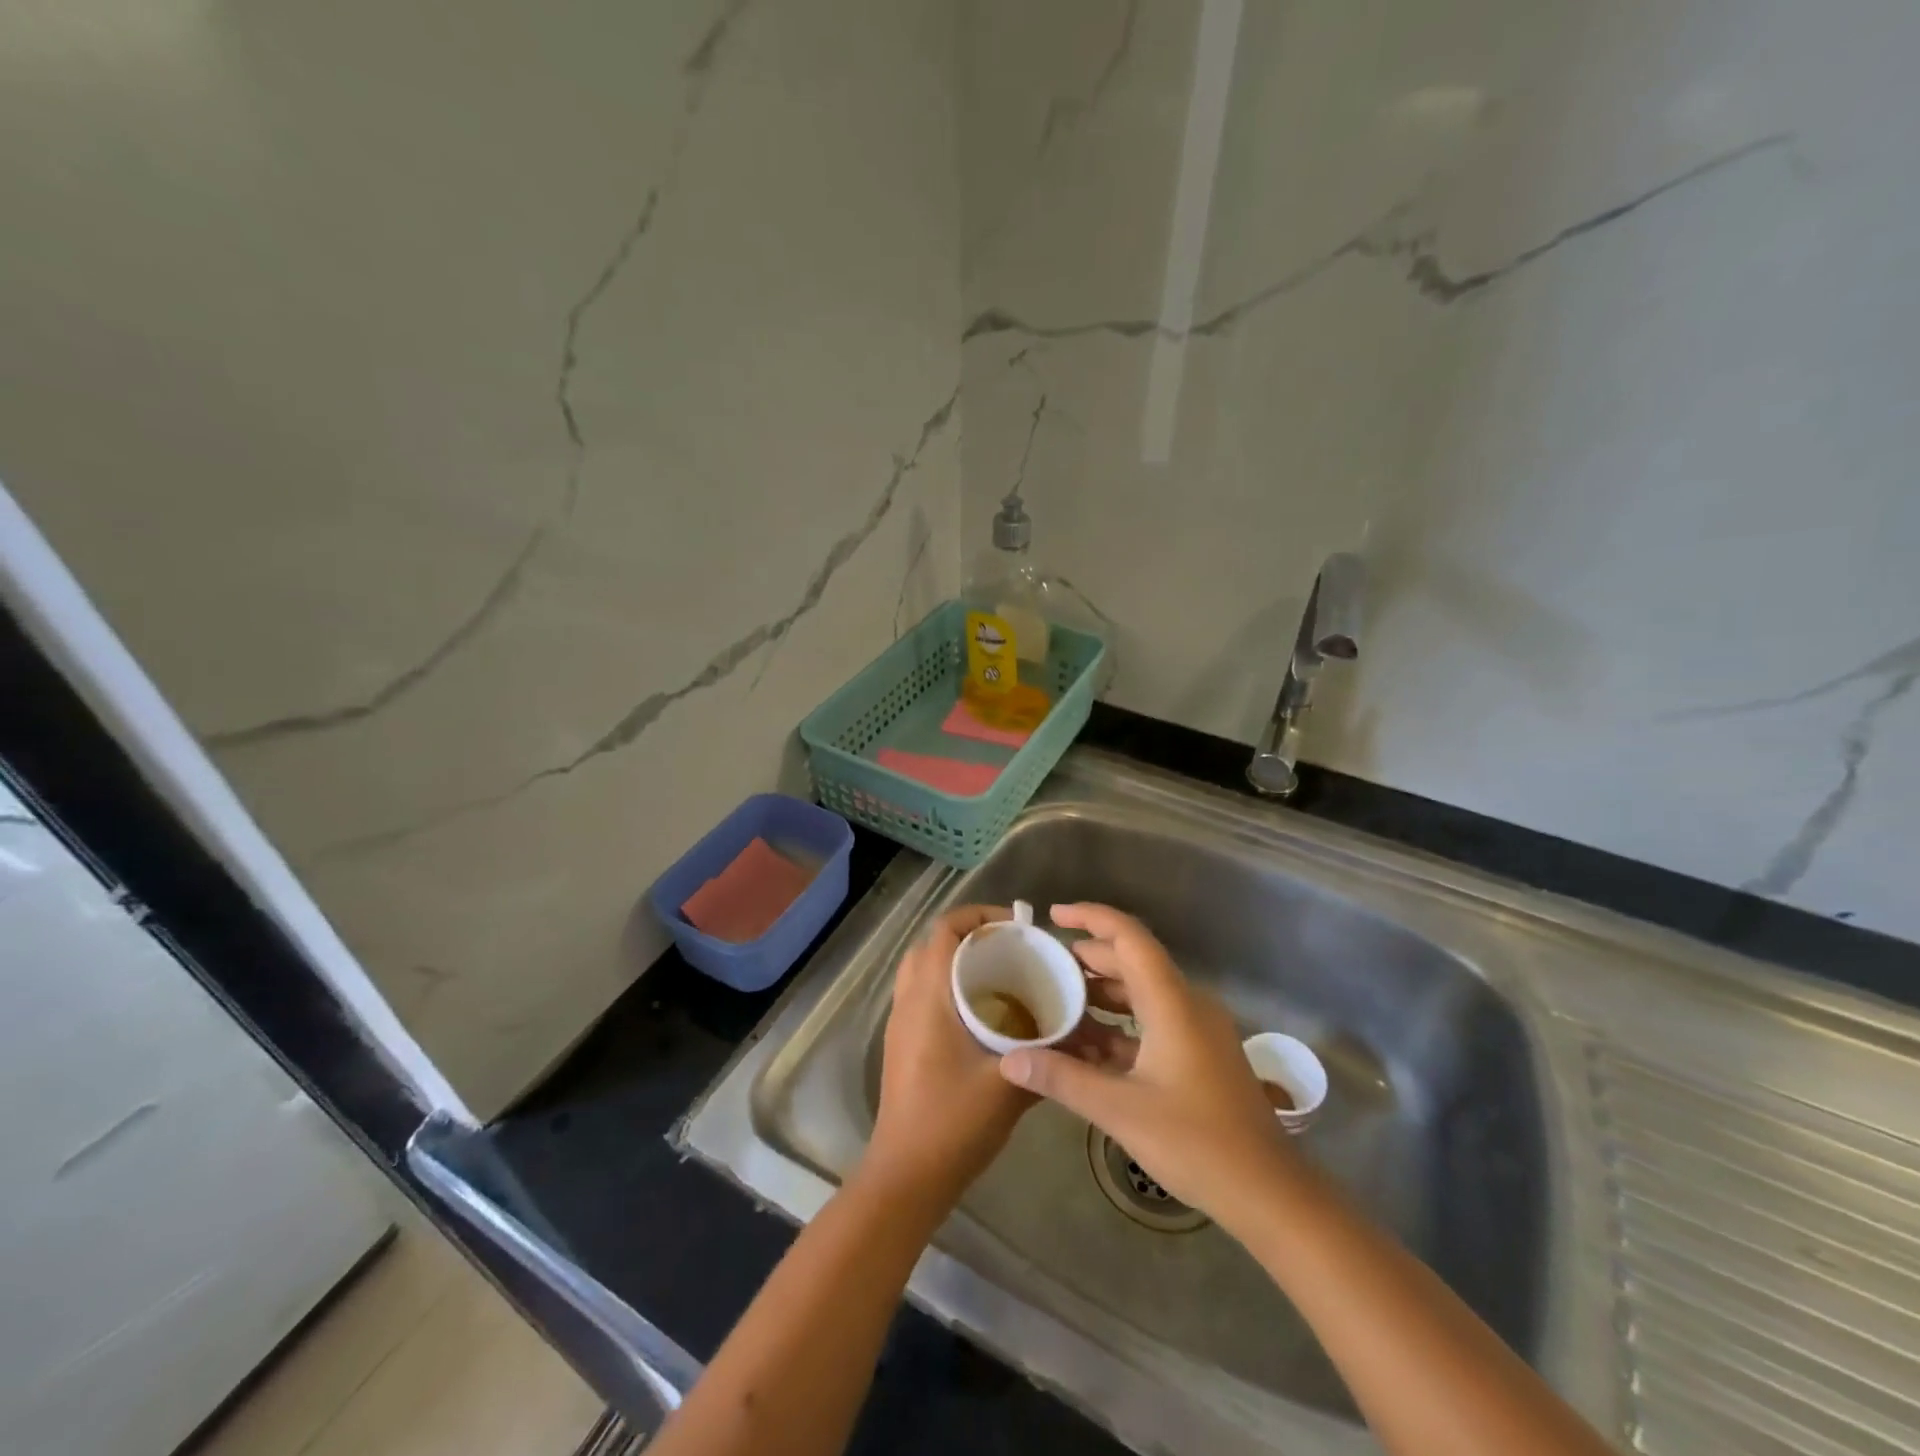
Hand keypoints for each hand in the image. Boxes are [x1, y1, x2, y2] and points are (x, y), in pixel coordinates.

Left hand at [863, 905, 1032, 1210]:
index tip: (1016, 928)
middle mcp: (908, 999)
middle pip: (932, 944)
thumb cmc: (953, 1122)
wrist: (906, 1175)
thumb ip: (1047, 1056)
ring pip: (924, 970)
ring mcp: (900, 1022)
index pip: (945, 928)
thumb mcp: (1009, 1086)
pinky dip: (948, 988)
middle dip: (970, 937)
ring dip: (956, 963)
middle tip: (1010, 952)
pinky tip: (982, 1016)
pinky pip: (922, 995)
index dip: (979, 916)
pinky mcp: (901, 1043)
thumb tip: (1084, 1035)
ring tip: (1000, 978)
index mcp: (929, 995)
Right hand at [998, 903, 1292, 1227]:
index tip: (1053, 915)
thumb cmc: (1196, 1142)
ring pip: (1144, 992)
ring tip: (1060, 1000)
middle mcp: (1188, 1004)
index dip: (1090, 917)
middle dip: (1089, 958)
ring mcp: (1198, 1029)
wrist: (1268, 1192)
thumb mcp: (1120, 1110)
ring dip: (1103, 993)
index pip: (1129, 937)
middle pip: (1134, 961)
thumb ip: (1062, 1078)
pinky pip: (1155, 1020)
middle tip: (1046, 965)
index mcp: (1172, 1002)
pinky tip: (1090, 1044)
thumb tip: (1010, 1059)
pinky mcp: (1202, 1054)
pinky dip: (1121, 1024)